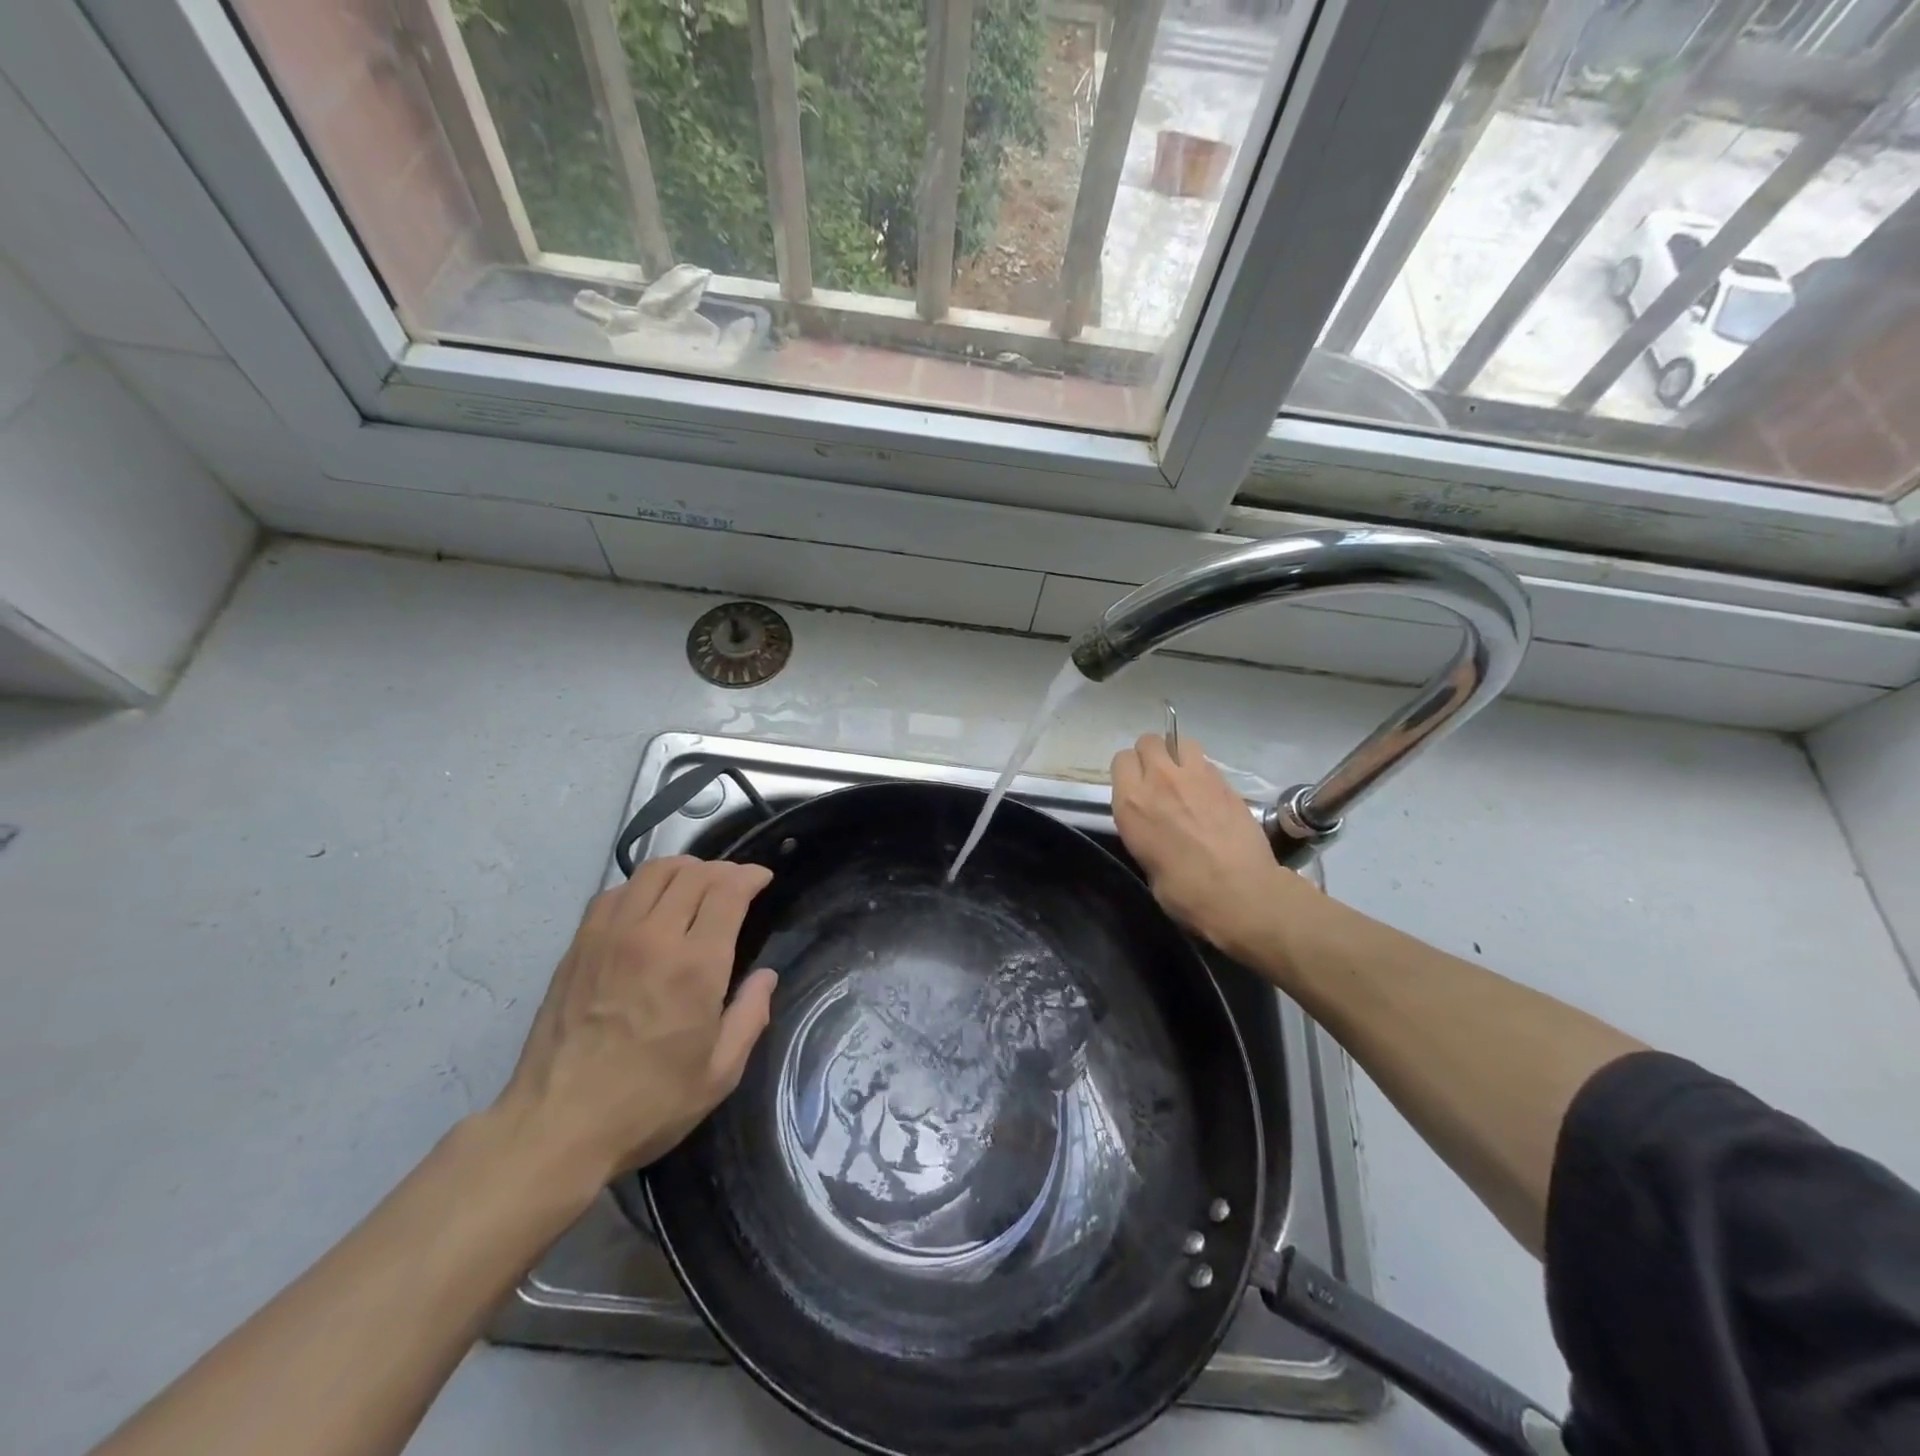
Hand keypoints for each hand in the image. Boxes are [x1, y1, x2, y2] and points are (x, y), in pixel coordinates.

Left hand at [492, 857, 778, 1186]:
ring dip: (683, 869)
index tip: (762, 878)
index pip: (727, 891)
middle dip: (723, 869)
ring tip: (696, 883)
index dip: (750, 876)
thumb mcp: (719, 1074)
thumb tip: (766, 977)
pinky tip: (648, 904)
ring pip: (652, 873)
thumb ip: (750, 1016)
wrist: (556, 1127)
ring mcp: (610, 937)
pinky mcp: (579, 946)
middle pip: (694, 874)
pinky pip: (615, 893)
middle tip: (735, 882)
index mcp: (696, 966)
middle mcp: (654, 937)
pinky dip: (641, 886)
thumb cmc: (647, 1105)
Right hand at [1111, 733, 1309, 964]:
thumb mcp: (1145, 860)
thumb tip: (1153, 824)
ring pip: (1180, 741)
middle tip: (1158, 778)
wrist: (1239, 893)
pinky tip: (1209, 793)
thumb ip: (1143, 828)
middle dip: (1151, 755)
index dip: (1128, 771)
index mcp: (1132, 803)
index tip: (1135, 786)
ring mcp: (1195, 776)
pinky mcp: (1225, 781)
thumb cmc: (1184, 891)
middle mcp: (1159, 780)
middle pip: (1148, 741)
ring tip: (1184, 777)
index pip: (1121, 760)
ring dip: (1177, 754)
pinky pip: (1206, 761)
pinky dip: (1203, 770)